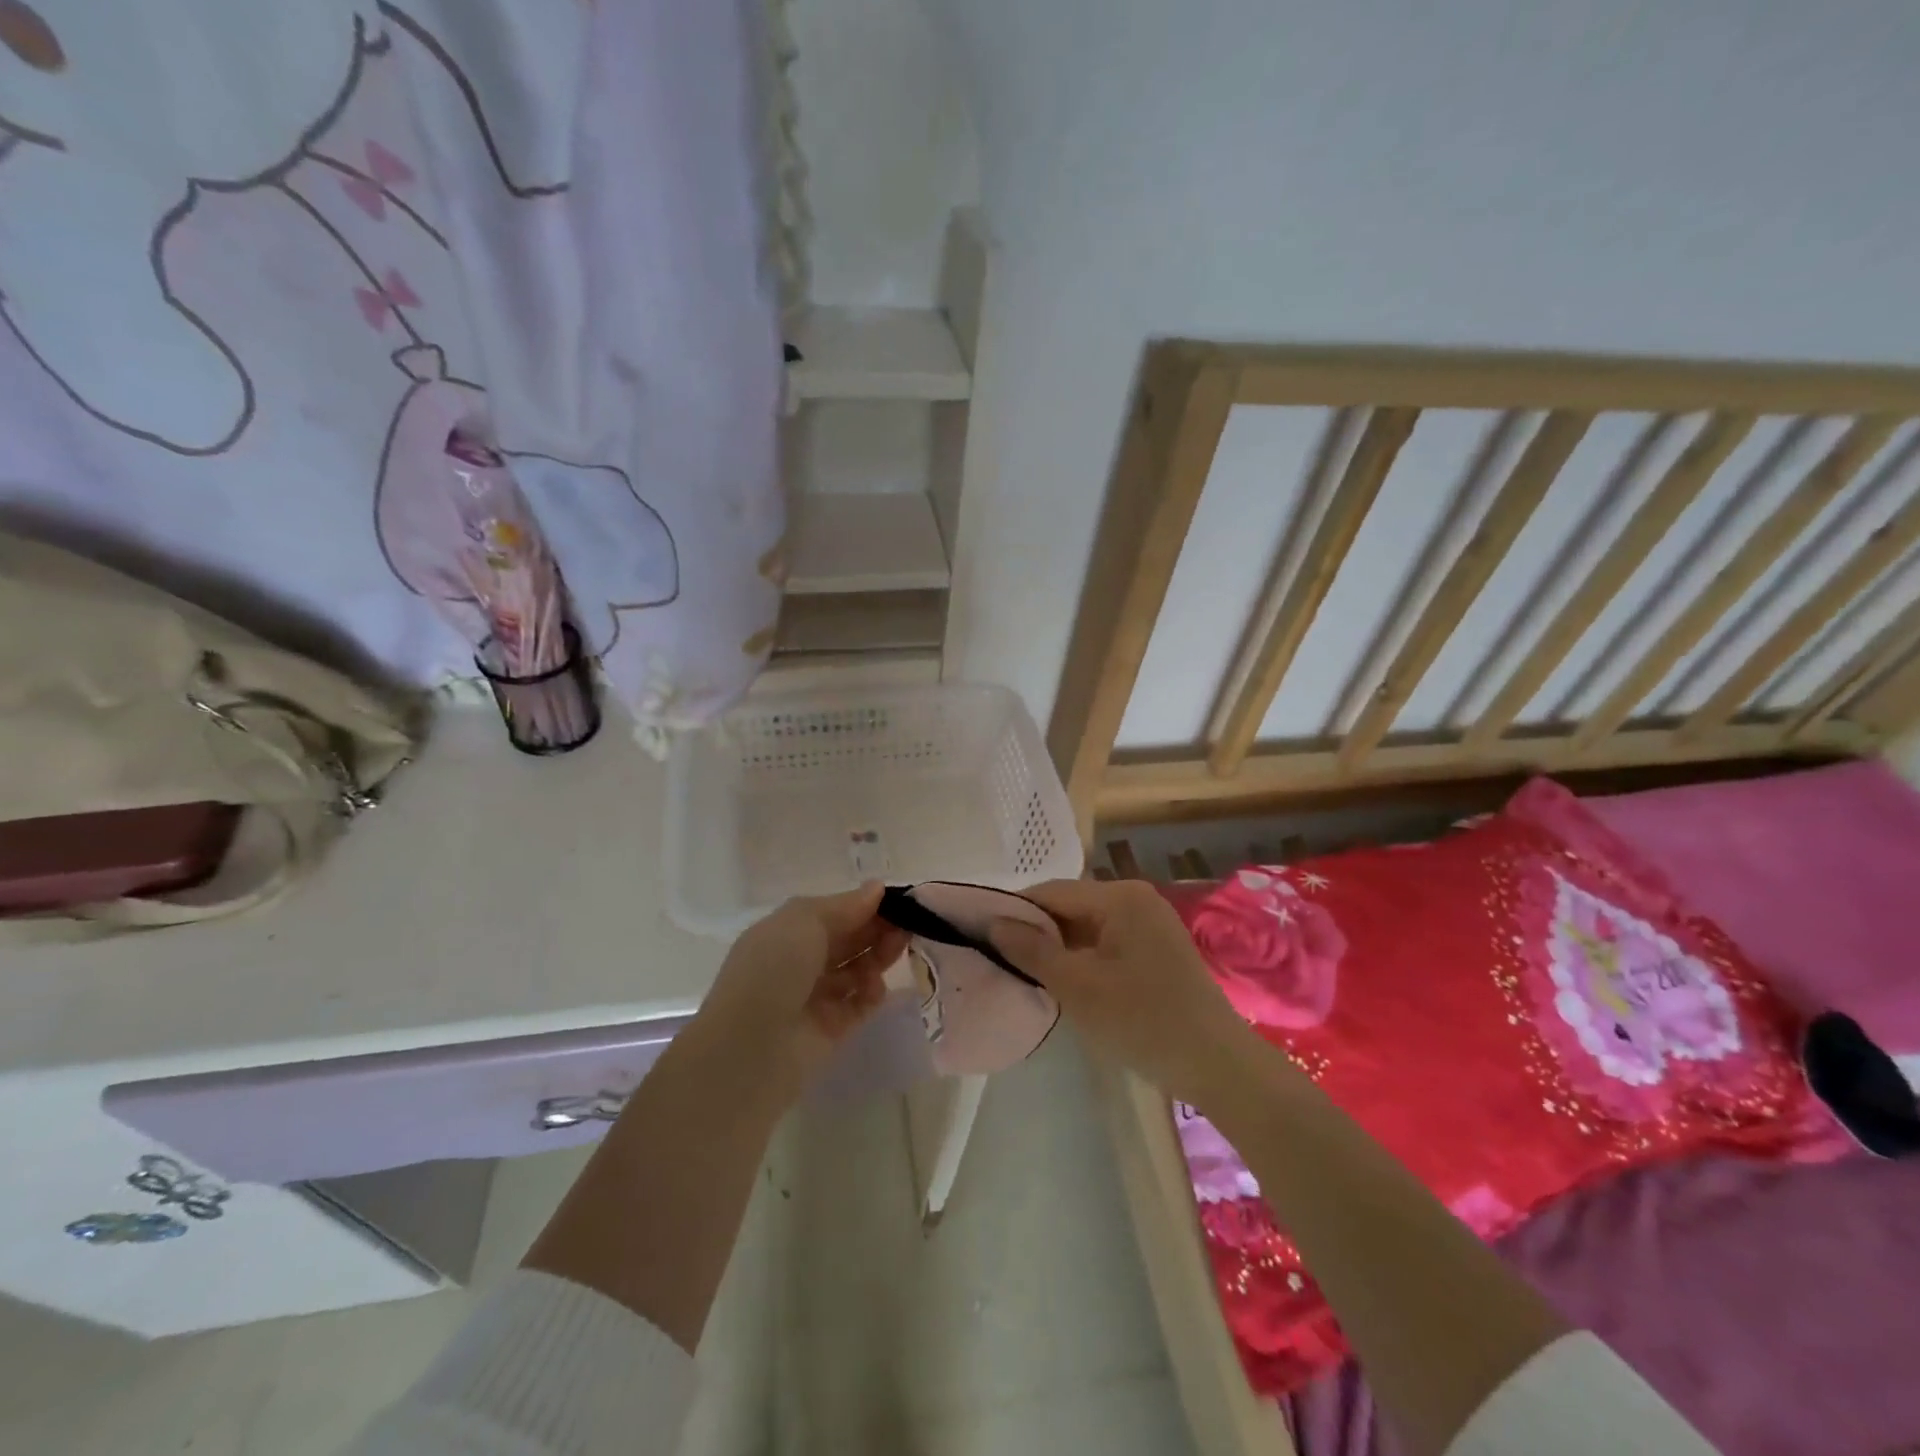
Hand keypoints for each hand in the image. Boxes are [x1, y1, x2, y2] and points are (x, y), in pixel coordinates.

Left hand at [694, 882, 908, 1100]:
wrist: (751, 1047)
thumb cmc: (773, 969)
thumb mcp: (804, 921)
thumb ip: (845, 906)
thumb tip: (877, 889)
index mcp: (787, 932)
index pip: (834, 913)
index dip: (865, 905)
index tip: (898, 900)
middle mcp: (800, 962)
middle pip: (849, 940)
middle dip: (877, 929)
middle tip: (909, 923)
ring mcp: (815, 997)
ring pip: (857, 970)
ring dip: (878, 957)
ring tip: (898, 949)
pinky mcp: (831, 1029)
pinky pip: (859, 1005)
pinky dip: (872, 993)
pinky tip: (877, 988)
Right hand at [989, 878, 1261, 1103]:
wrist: (1218, 1066)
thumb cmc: (1143, 1021)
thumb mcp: (1079, 987)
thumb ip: (1032, 951)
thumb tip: (993, 924)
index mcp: (1120, 897)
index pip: (1051, 892)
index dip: (1013, 911)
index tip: (980, 934)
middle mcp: (1136, 899)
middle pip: (1069, 907)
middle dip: (1035, 932)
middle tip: (999, 959)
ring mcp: (1149, 924)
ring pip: (1086, 927)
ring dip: (1057, 948)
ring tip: (1024, 973)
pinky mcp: (1156, 950)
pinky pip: (1105, 943)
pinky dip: (1081, 959)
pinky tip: (1063, 982)